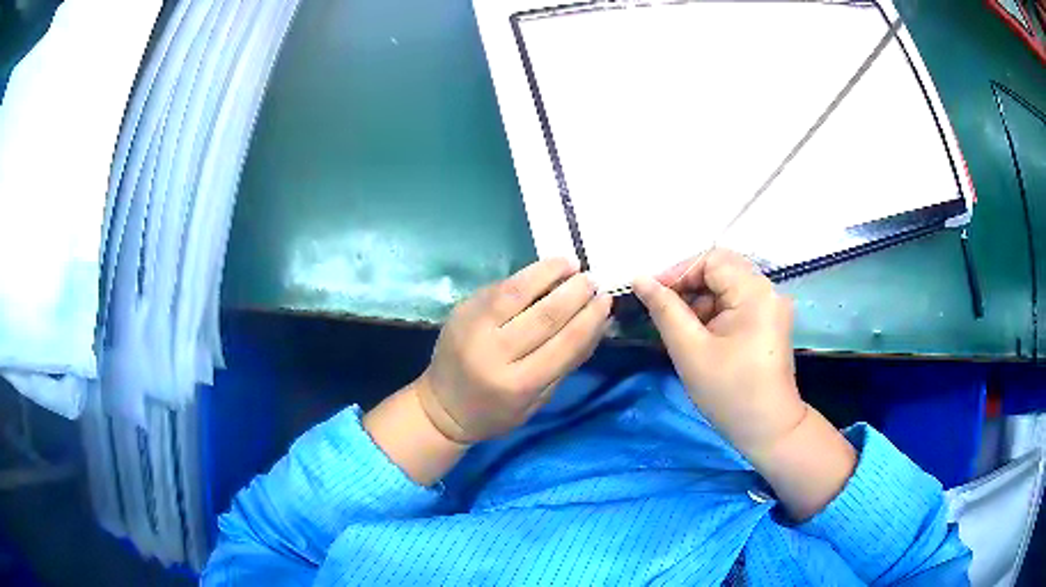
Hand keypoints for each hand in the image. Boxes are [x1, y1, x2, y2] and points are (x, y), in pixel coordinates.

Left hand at [417, 258, 612, 443]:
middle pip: (544, 316)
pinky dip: (526, 276)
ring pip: (517, 292)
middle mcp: (494, 353)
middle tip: (592, 280)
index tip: (607, 300)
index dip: (589, 320)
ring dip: (548, 273)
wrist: (442, 406)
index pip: (564, 345)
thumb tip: (598, 323)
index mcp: (517, 384)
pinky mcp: (462, 310)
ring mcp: (473, 328)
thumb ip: (567, 362)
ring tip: (571, 263)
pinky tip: (544, 270)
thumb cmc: (496, 411)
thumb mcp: (538, 399)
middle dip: (574, 293)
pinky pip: (499, 288)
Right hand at [632, 249, 805, 457]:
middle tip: (663, 311)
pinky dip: (714, 311)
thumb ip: (664, 310)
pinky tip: (699, 334)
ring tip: (680, 329)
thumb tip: (639, 279)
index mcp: (755, 292)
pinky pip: (736, 301)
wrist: (768, 429)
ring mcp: (771, 305)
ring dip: (700, 300)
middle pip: (721, 268)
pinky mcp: (769, 320)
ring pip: (727, 285)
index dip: (678, 272)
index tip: (652, 295)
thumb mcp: (690, 351)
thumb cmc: (729, 393)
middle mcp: (769, 290)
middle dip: (688, 286)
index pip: (711, 260)